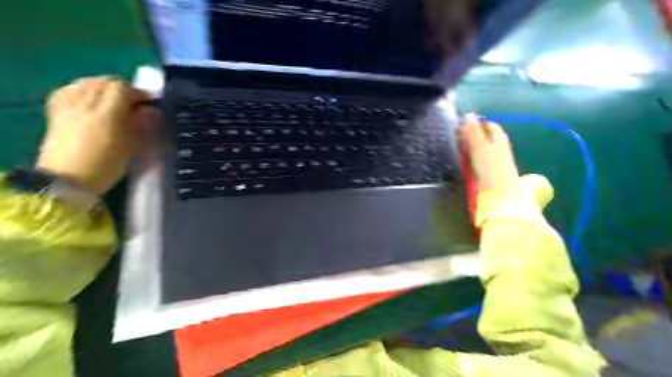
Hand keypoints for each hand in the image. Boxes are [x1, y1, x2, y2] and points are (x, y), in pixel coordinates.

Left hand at [36, 75, 157, 193]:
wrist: (68, 179)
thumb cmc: (106, 166)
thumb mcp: (130, 147)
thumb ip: (140, 124)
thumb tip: (150, 111)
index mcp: (106, 114)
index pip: (123, 89)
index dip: (138, 93)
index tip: (149, 104)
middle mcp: (85, 104)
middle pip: (105, 82)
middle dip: (123, 89)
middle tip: (134, 103)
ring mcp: (67, 105)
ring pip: (88, 82)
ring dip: (104, 87)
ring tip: (114, 101)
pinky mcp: (56, 110)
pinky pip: (71, 89)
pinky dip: (84, 89)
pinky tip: (91, 100)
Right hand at [457, 114, 517, 190]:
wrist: (499, 191)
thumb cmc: (490, 166)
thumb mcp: (479, 146)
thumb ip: (473, 131)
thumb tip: (467, 114)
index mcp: (498, 136)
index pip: (486, 124)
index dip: (474, 122)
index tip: (459, 125)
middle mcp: (497, 145)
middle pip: (483, 135)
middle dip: (470, 133)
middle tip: (455, 135)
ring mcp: (493, 157)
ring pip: (479, 146)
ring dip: (468, 144)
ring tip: (457, 145)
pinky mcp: (488, 168)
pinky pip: (477, 157)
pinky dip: (470, 155)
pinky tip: (463, 158)